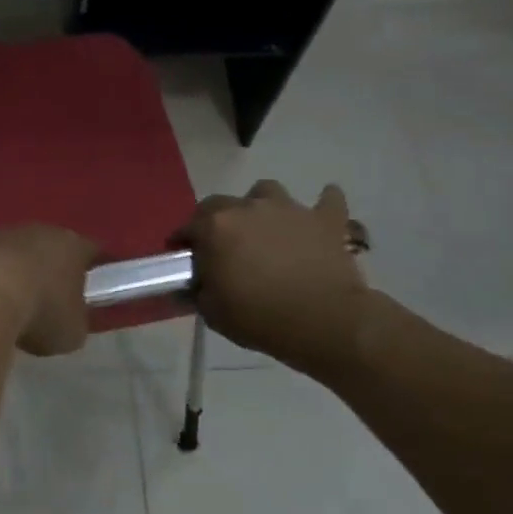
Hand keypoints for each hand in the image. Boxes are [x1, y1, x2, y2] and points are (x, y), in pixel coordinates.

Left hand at [0, 225, 100, 356]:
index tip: (96, 287)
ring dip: (22, 271)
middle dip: (55, 268)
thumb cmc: (42, 311)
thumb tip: (71, 320)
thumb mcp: (73, 331)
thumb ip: (77, 321)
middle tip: (54, 295)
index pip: (93, 253)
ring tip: (18, 301)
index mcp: (75, 246)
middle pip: (55, 247)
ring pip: (23, 251)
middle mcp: (44, 231)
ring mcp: (8, 234)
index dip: (96, 270)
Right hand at [174, 180, 373, 380]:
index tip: (184, 258)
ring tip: (264, 227)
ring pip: (267, 191)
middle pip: (221, 203)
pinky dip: (323, 204)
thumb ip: (198, 292)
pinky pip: (328, 201)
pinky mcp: (326, 220)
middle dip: (215, 220)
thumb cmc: (260, 318)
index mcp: (216, 227)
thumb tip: (194, 285)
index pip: (188, 226)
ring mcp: (290, 209)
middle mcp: (249, 208)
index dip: (183, 242)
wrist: (324, 322)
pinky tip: (319, 215)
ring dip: (261, 206)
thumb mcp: (213, 313)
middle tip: (222, 247)